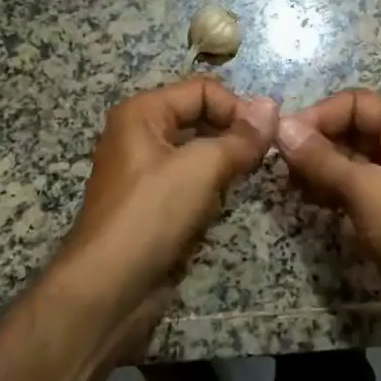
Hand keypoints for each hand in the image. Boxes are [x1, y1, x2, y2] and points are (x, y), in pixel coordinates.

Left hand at [55, 78, 279, 341]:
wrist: (108, 291)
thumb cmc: (151, 215)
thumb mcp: (202, 167)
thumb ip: (241, 137)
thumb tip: (273, 106)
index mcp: (142, 113)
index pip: (202, 89)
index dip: (237, 107)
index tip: (268, 135)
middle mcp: (140, 135)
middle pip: (200, 117)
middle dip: (234, 132)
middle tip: (265, 155)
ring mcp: (144, 173)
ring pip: (198, 152)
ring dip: (226, 161)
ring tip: (250, 176)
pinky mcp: (152, 206)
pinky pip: (190, 182)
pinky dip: (212, 187)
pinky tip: (226, 203)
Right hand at [275, 91, 380, 380]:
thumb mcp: (367, 190)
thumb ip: (321, 158)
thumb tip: (282, 127)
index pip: (357, 103)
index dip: (319, 115)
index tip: (283, 138)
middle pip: (353, 129)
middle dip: (317, 142)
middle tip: (280, 163)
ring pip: (351, 160)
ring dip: (319, 167)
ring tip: (289, 183)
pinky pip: (354, 188)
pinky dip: (330, 189)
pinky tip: (306, 200)